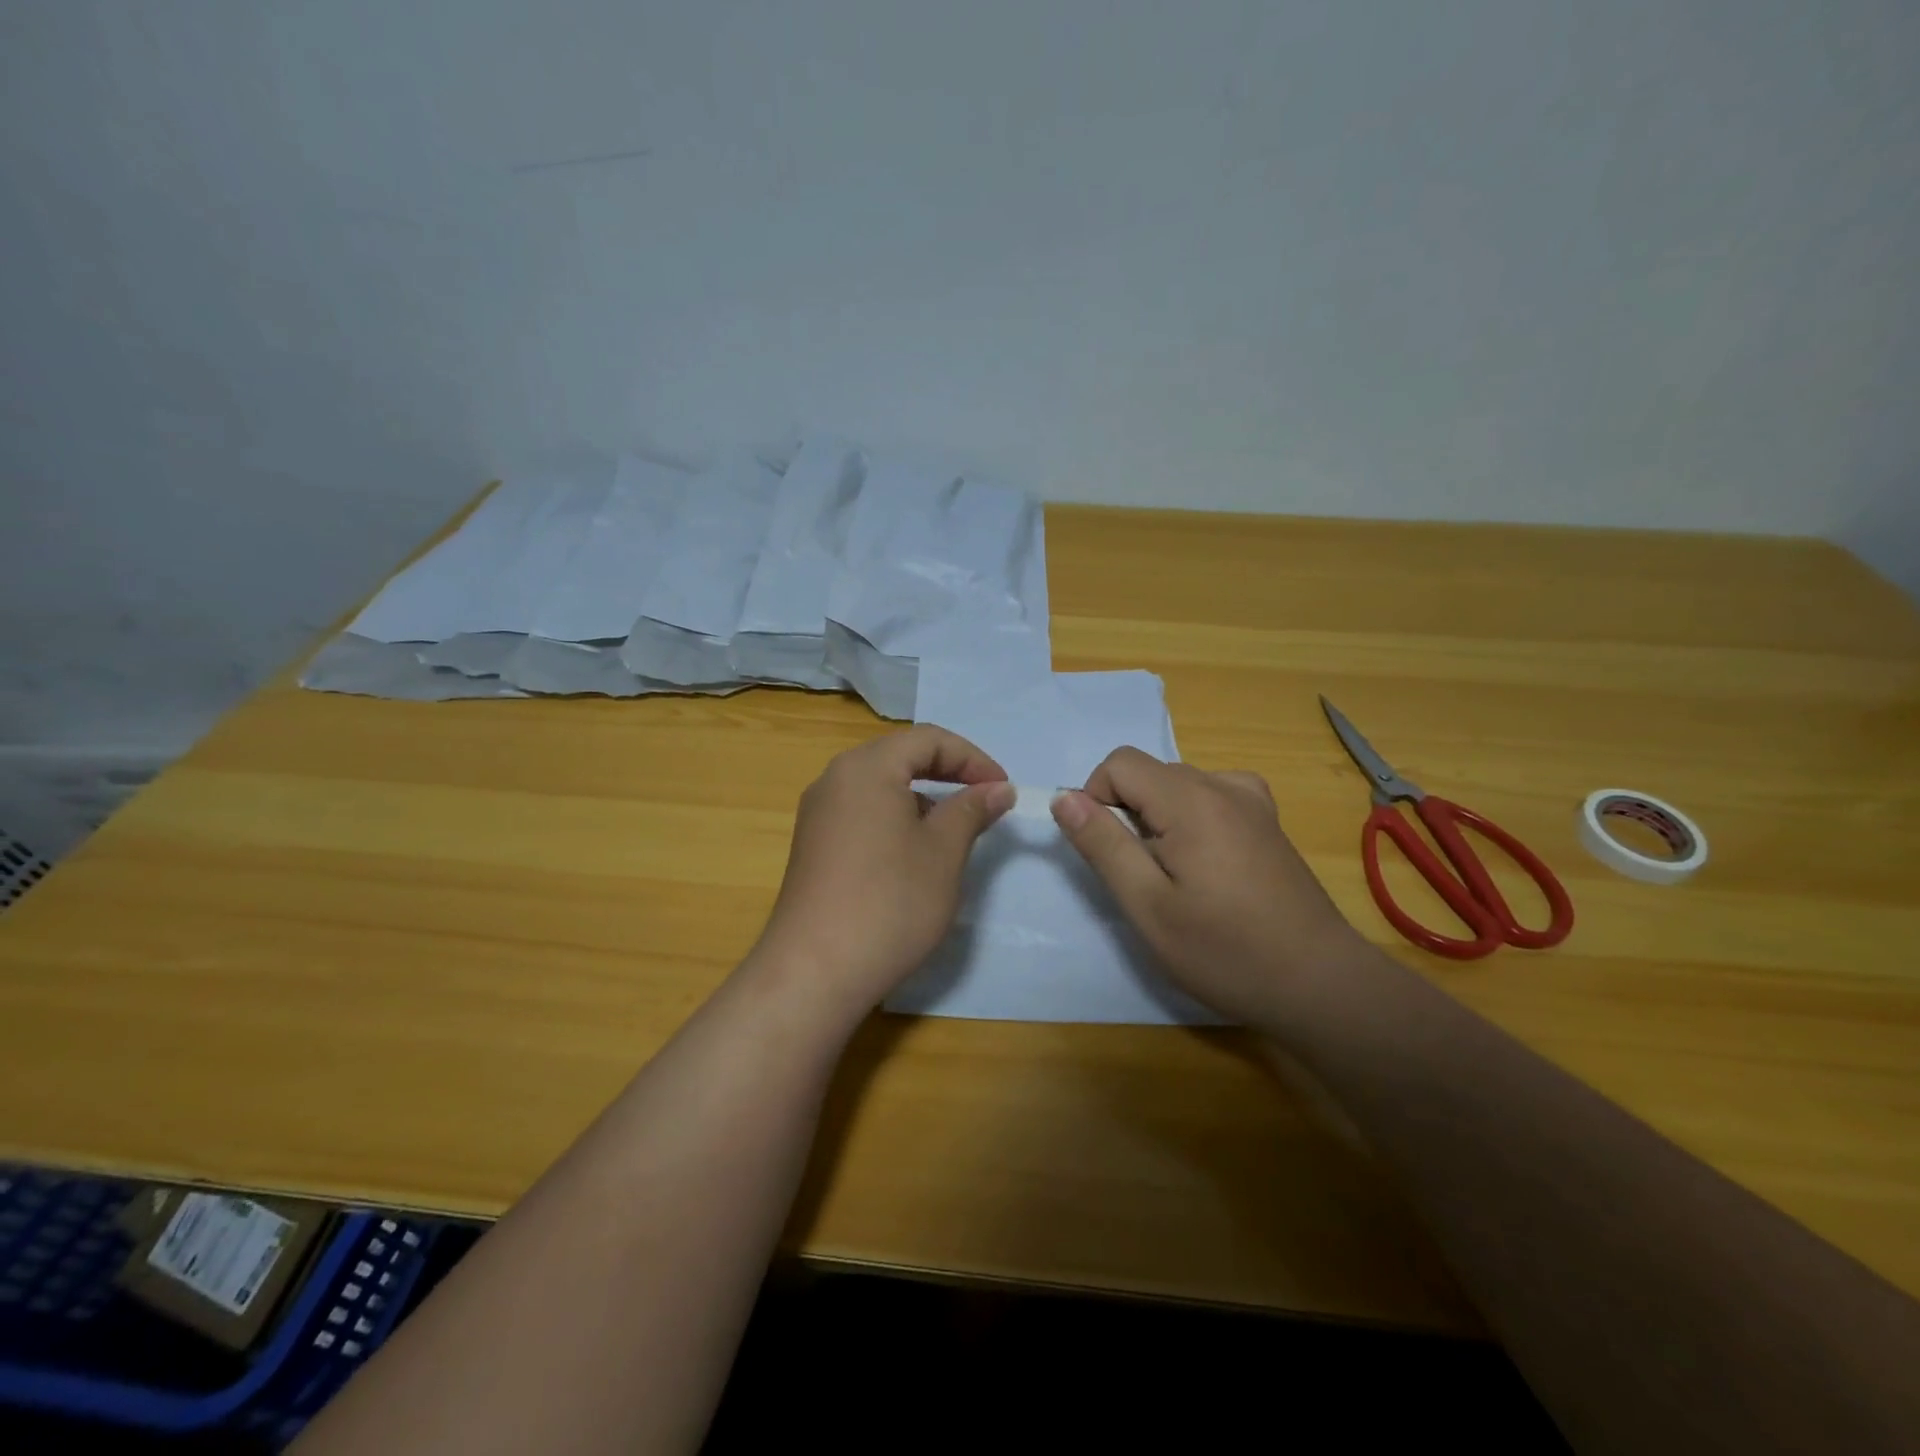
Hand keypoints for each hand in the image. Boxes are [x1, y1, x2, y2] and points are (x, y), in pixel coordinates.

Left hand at [750, 724, 1014, 1018]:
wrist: (815, 971)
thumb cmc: (890, 902)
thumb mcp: (943, 852)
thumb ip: (972, 810)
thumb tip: (999, 788)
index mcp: (866, 767)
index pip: (928, 739)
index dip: (972, 758)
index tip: (1004, 789)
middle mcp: (835, 779)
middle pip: (900, 756)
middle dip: (948, 774)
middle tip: (985, 802)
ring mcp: (818, 813)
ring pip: (881, 786)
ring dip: (923, 798)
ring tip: (954, 832)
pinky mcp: (813, 845)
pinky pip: (862, 812)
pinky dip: (896, 819)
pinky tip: (914, 855)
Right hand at [1051, 748, 1365, 1026]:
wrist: (1319, 983)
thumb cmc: (1225, 951)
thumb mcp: (1147, 906)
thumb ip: (1103, 845)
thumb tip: (1063, 797)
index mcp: (1191, 800)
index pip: (1120, 763)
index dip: (1097, 799)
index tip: (1110, 853)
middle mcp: (1224, 785)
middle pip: (1149, 773)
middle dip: (1128, 813)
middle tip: (1144, 877)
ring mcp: (1253, 800)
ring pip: (1177, 785)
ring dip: (1159, 818)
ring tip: (1177, 877)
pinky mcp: (1267, 820)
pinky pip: (1210, 795)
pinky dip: (1191, 817)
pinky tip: (1207, 862)